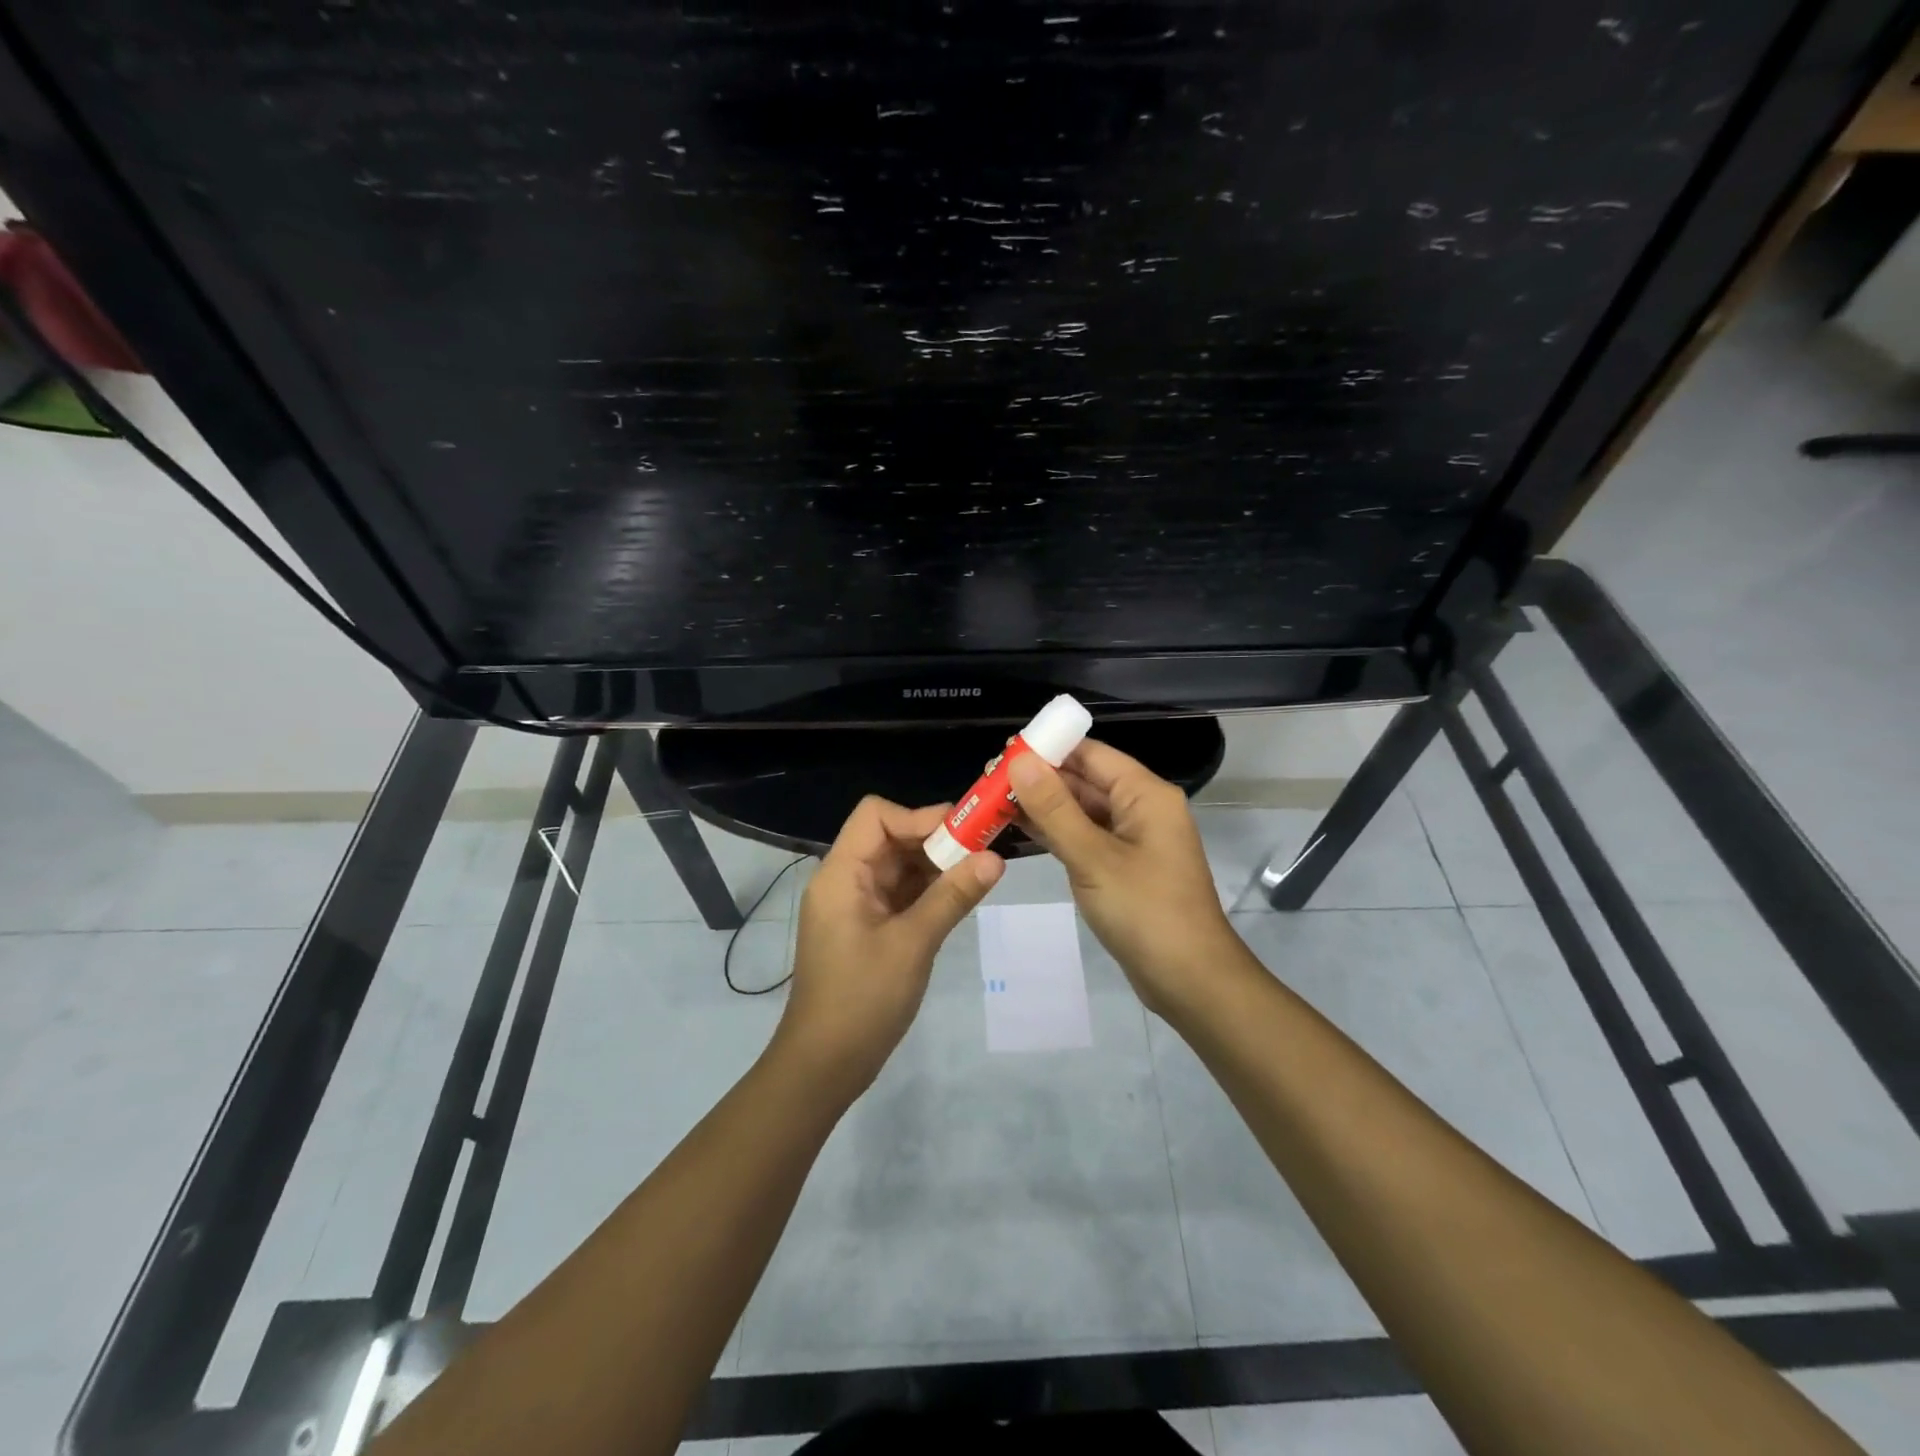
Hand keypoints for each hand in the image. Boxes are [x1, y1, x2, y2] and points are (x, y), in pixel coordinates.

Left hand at [774, 796, 1003, 1098]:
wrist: (824, 1066)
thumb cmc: (862, 1000)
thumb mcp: (913, 944)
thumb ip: (953, 896)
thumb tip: (996, 858)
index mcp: (841, 874)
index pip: (876, 816)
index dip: (919, 816)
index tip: (964, 832)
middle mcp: (845, 880)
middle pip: (890, 838)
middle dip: (936, 839)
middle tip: (985, 848)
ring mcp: (855, 905)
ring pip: (899, 866)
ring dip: (936, 865)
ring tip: (981, 870)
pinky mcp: (867, 928)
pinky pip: (900, 894)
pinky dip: (928, 890)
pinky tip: (961, 896)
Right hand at [1011, 742, 1240, 1017]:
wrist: (1189, 980)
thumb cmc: (1145, 911)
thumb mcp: (1093, 857)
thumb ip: (1054, 808)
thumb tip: (1020, 761)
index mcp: (1145, 794)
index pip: (1091, 754)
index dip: (1049, 748)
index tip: (1003, 752)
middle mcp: (1141, 809)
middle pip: (1085, 780)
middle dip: (1039, 779)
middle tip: (987, 780)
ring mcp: (1132, 840)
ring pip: (1082, 811)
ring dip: (1043, 806)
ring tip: (993, 802)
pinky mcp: (1123, 867)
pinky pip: (1085, 837)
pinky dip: (1055, 833)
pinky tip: (1019, 830)